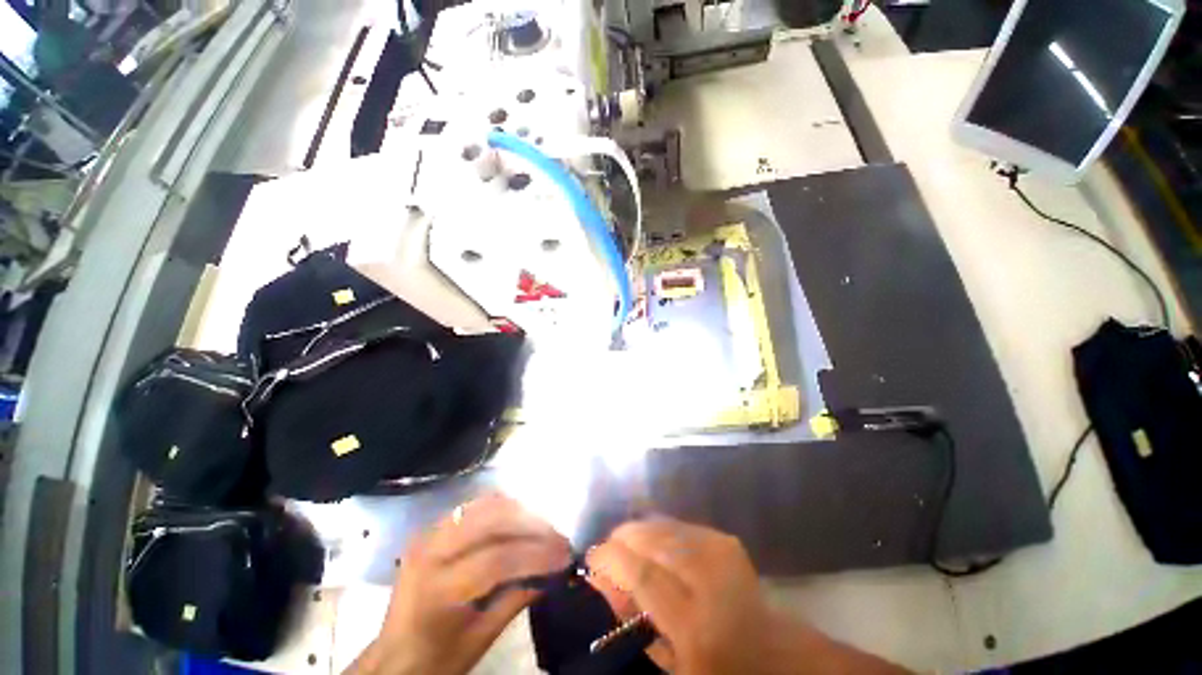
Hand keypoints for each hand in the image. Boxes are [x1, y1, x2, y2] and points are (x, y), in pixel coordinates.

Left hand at [347, 493, 570, 674]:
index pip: (497, 560)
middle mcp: (431, 552)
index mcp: (439, 589)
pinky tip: (516, 519)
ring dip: (517, 512)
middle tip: (557, 537)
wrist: (392, 658)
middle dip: (531, 525)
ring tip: (541, 526)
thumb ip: (516, 599)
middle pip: (491, 522)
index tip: (565, 553)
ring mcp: (429, 535)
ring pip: (482, 506)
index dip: (536, 554)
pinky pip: (472, 507)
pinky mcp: (431, 530)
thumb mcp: (479, 639)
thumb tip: (552, 574)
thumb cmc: (436, 659)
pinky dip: (499, 508)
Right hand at [587, 519, 906, 674]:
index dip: (611, 560)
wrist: (773, 655)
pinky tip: (652, 541)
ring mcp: (721, 552)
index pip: (643, 574)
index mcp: (695, 624)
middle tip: (607, 547)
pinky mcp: (726, 540)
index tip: (592, 557)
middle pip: (654, 540)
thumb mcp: (672, 664)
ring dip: (640, 531)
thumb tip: (606, 581)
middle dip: (624, 537)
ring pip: (666, 526)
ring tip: (626, 542)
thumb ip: (635, 619)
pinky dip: (660, 530)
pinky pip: (681, 525)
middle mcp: (709, 579)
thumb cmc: (718, 670)